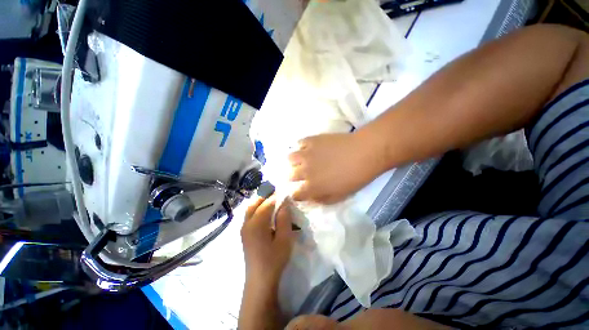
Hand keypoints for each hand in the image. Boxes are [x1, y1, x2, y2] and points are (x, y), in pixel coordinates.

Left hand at [241, 196, 294, 283]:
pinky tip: (264, 209)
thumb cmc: (274, 260)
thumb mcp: (284, 239)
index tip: (284, 190)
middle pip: (254, 203)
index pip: (267, 204)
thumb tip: (284, 203)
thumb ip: (284, 219)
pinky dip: (256, 207)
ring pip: (250, 207)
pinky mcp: (244, 233)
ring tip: (271, 196)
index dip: (276, 196)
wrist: (260, 280)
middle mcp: (247, 223)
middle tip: (276, 190)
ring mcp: (243, 228)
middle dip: (265, 194)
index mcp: (256, 224)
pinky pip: (249, 214)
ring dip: (260, 200)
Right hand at [288, 132, 384, 203]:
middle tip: (302, 175)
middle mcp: (305, 171)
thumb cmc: (355, 177)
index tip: (300, 193)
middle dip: (294, 178)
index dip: (296, 195)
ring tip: (302, 161)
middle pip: (290, 176)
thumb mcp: (340, 196)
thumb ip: (322, 199)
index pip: (295, 195)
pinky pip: (299, 143)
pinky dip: (302, 147)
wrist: (364, 153)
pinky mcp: (311, 140)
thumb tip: (310, 198)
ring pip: (290, 158)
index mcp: (312, 187)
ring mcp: (306, 154)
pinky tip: (308, 148)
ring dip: (294, 162)